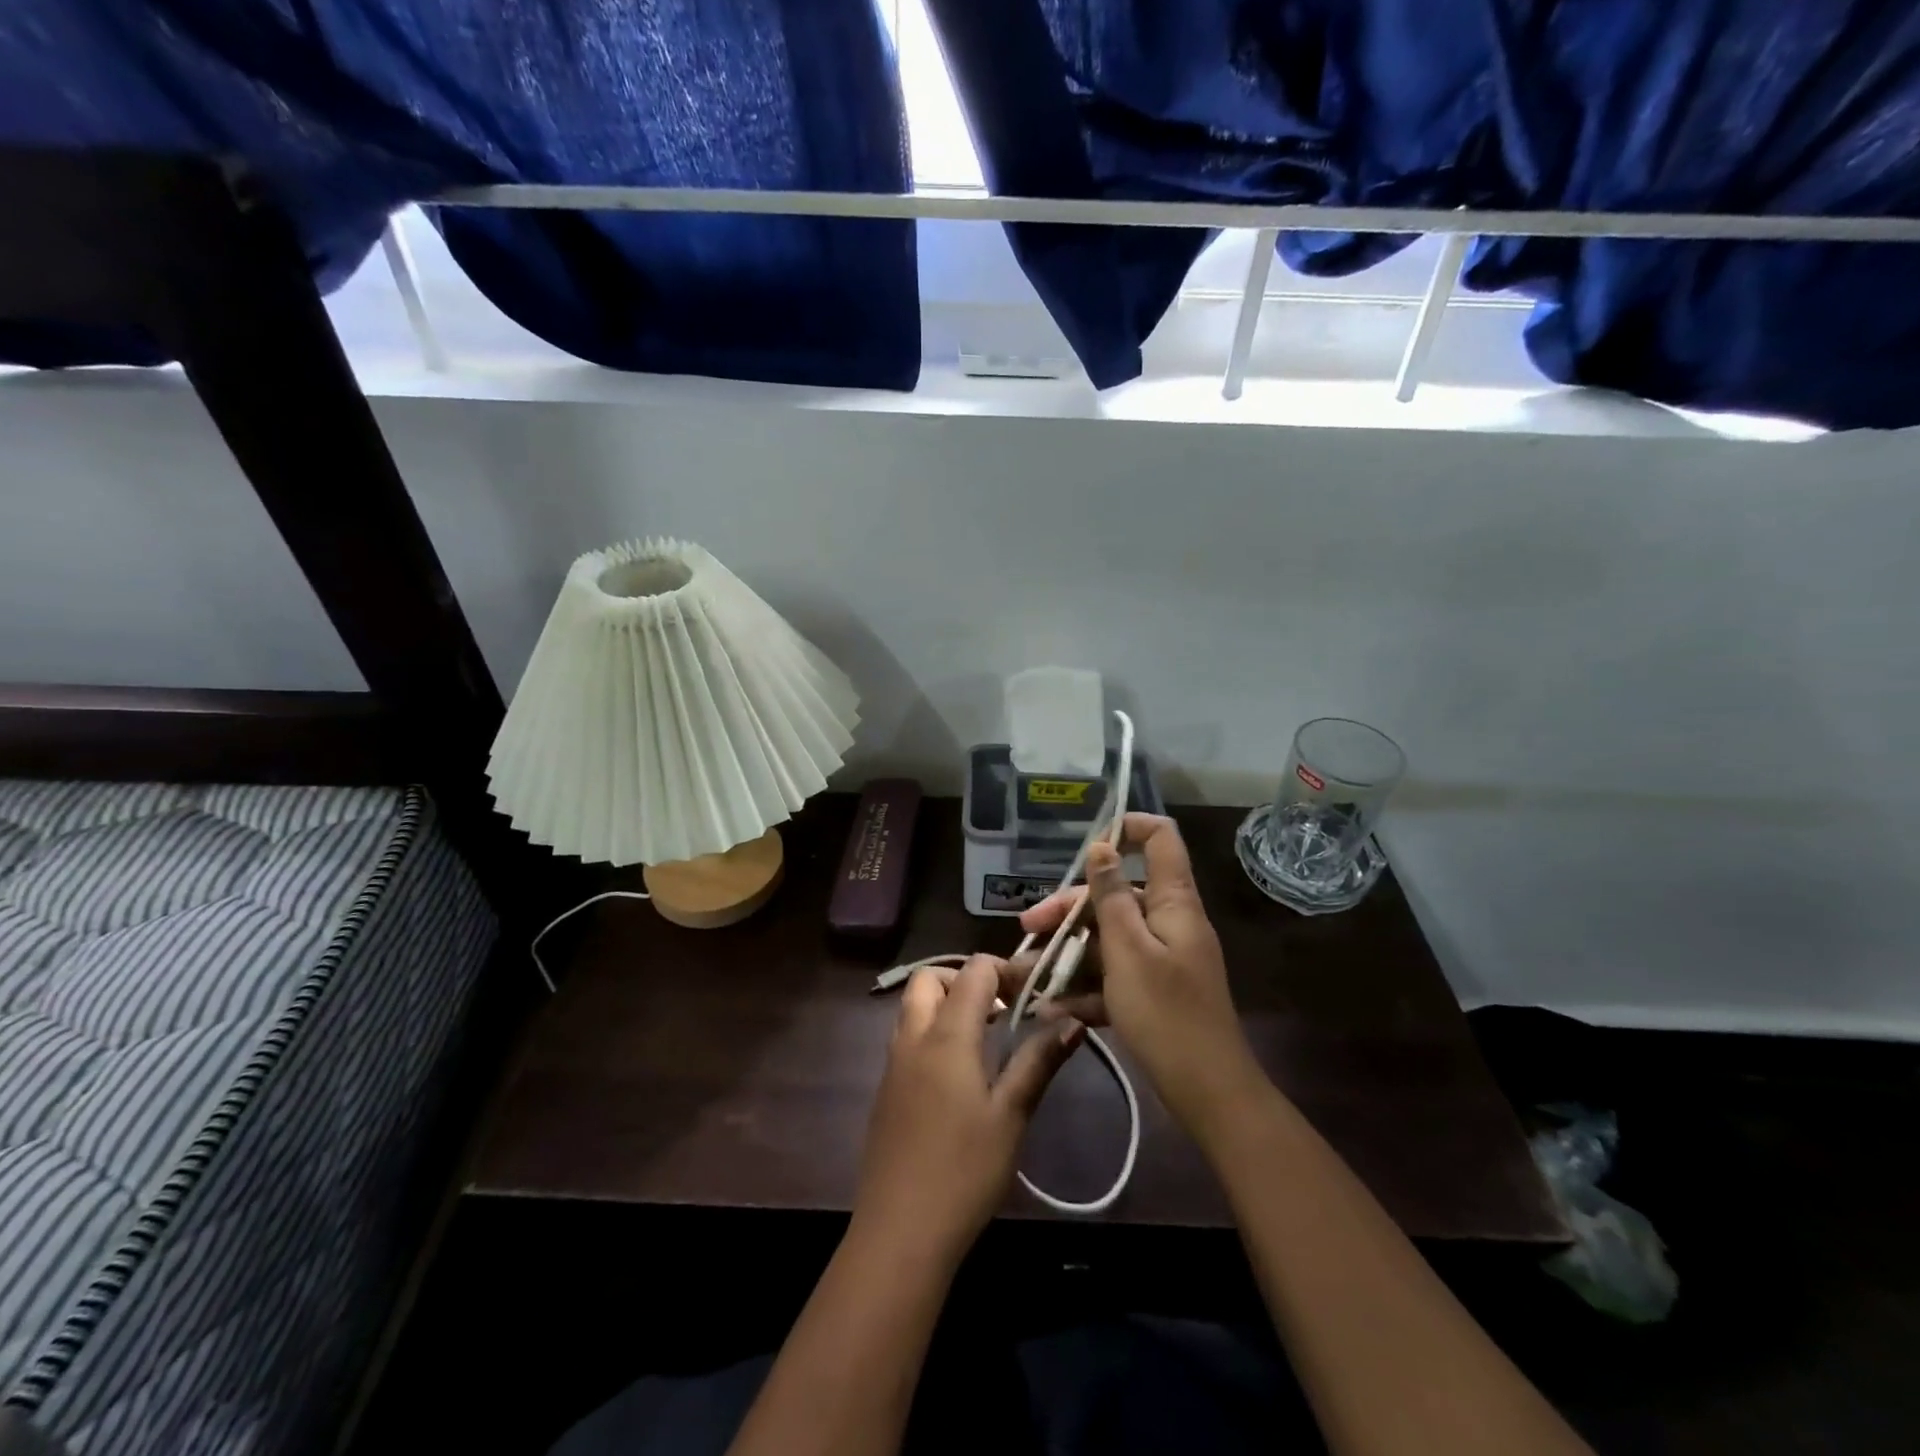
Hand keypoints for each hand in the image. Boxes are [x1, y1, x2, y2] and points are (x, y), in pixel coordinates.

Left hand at [855, 956, 1083, 1261]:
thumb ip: (1039, 1061)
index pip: (974, 970)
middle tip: (1002, 1008)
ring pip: (914, 1006)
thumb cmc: (964, 1171)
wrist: (900, 1232)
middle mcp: (913, 1036)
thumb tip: (1073, 1020)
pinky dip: (932, 1031)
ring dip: (947, 1004)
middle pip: (931, 978)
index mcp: (946, 1035)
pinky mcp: (886, 1089)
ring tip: (986, 1037)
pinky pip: (907, 1036)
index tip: (1035, 992)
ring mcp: (893, 1063)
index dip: (1006, 969)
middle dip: (966, 979)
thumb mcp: (1011, 1115)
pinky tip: (960, 1073)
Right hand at [1003, 813, 1263, 1143]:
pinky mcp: (1152, 992)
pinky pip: (1113, 976)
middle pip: (1116, 895)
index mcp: (1172, 902)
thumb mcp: (1128, 950)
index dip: (1127, 828)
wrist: (1208, 1093)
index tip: (1087, 844)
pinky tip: (1052, 1007)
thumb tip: (1102, 846)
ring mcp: (1161, 959)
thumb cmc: (1166, 1012)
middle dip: (1069, 909)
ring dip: (1067, 953)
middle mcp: (1167, 922)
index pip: (1161, 839)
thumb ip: (1111, 896)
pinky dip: (1085, 988)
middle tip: (1028, 929)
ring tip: (1027, 973)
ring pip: (1107, 939)